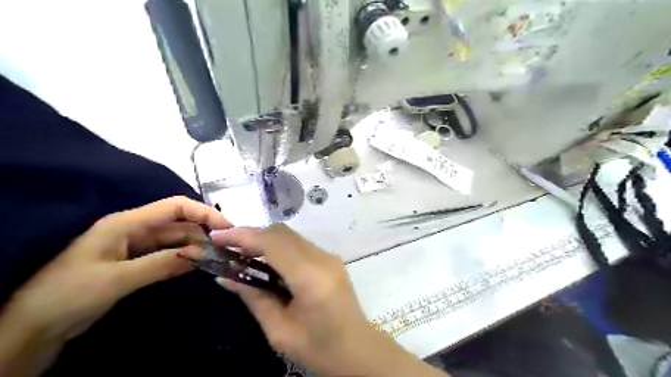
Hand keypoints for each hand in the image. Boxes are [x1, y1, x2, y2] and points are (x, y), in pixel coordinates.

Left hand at [4, 197, 231, 340]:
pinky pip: (169, 255)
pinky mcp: (138, 262)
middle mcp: (136, 229)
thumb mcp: (117, 279)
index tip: (227, 227)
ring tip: (218, 259)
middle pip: (179, 224)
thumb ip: (161, 264)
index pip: (175, 207)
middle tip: (226, 250)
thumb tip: (202, 256)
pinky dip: (185, 259)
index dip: (203, 212)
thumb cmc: (70, 294)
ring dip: (197, 248)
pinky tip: (199, 266)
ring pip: (177, 240)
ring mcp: (137, 246)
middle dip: (204, 234)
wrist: (35, 326)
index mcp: (127, 223)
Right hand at [209, 223, 449, 376]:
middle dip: (252, 235)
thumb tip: (225, 277)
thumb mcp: (279, 331)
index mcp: (310, 277)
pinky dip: (279, 246)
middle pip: (282, 233)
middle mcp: (322, 258)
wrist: (357, 348)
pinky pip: (300, 244)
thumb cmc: (318, 347)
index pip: (273, 243)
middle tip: (227, 247)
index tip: (217, 237)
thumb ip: (253, 298)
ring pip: (291, 236)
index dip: (243, 235)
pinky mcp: (331, 259)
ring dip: (265, 239)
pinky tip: (266, 261)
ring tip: (242, 253)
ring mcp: (329, 256)